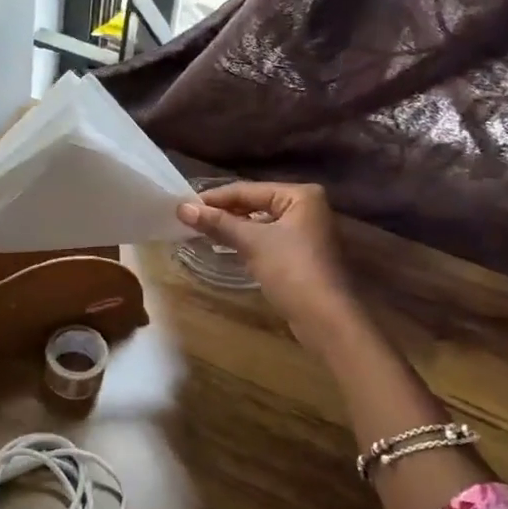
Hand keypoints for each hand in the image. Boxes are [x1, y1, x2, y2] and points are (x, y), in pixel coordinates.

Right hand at [176, 181, 363, 350]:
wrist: (325, 318)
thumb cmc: (291, 270)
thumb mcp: (252, 242)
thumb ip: (218, 222)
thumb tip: (182, 208)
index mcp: (300, 195)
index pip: (248, 190)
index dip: (215, 198)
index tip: (184, 205)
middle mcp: (307, 207)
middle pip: (255, 204)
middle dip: (224, 212)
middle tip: (190, 218)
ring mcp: (306, 231)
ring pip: (260, 222)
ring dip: (233, 226)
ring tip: (202, 230)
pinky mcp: (302, 254)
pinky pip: (267, 239)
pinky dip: (247, 240)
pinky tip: (225, 245)